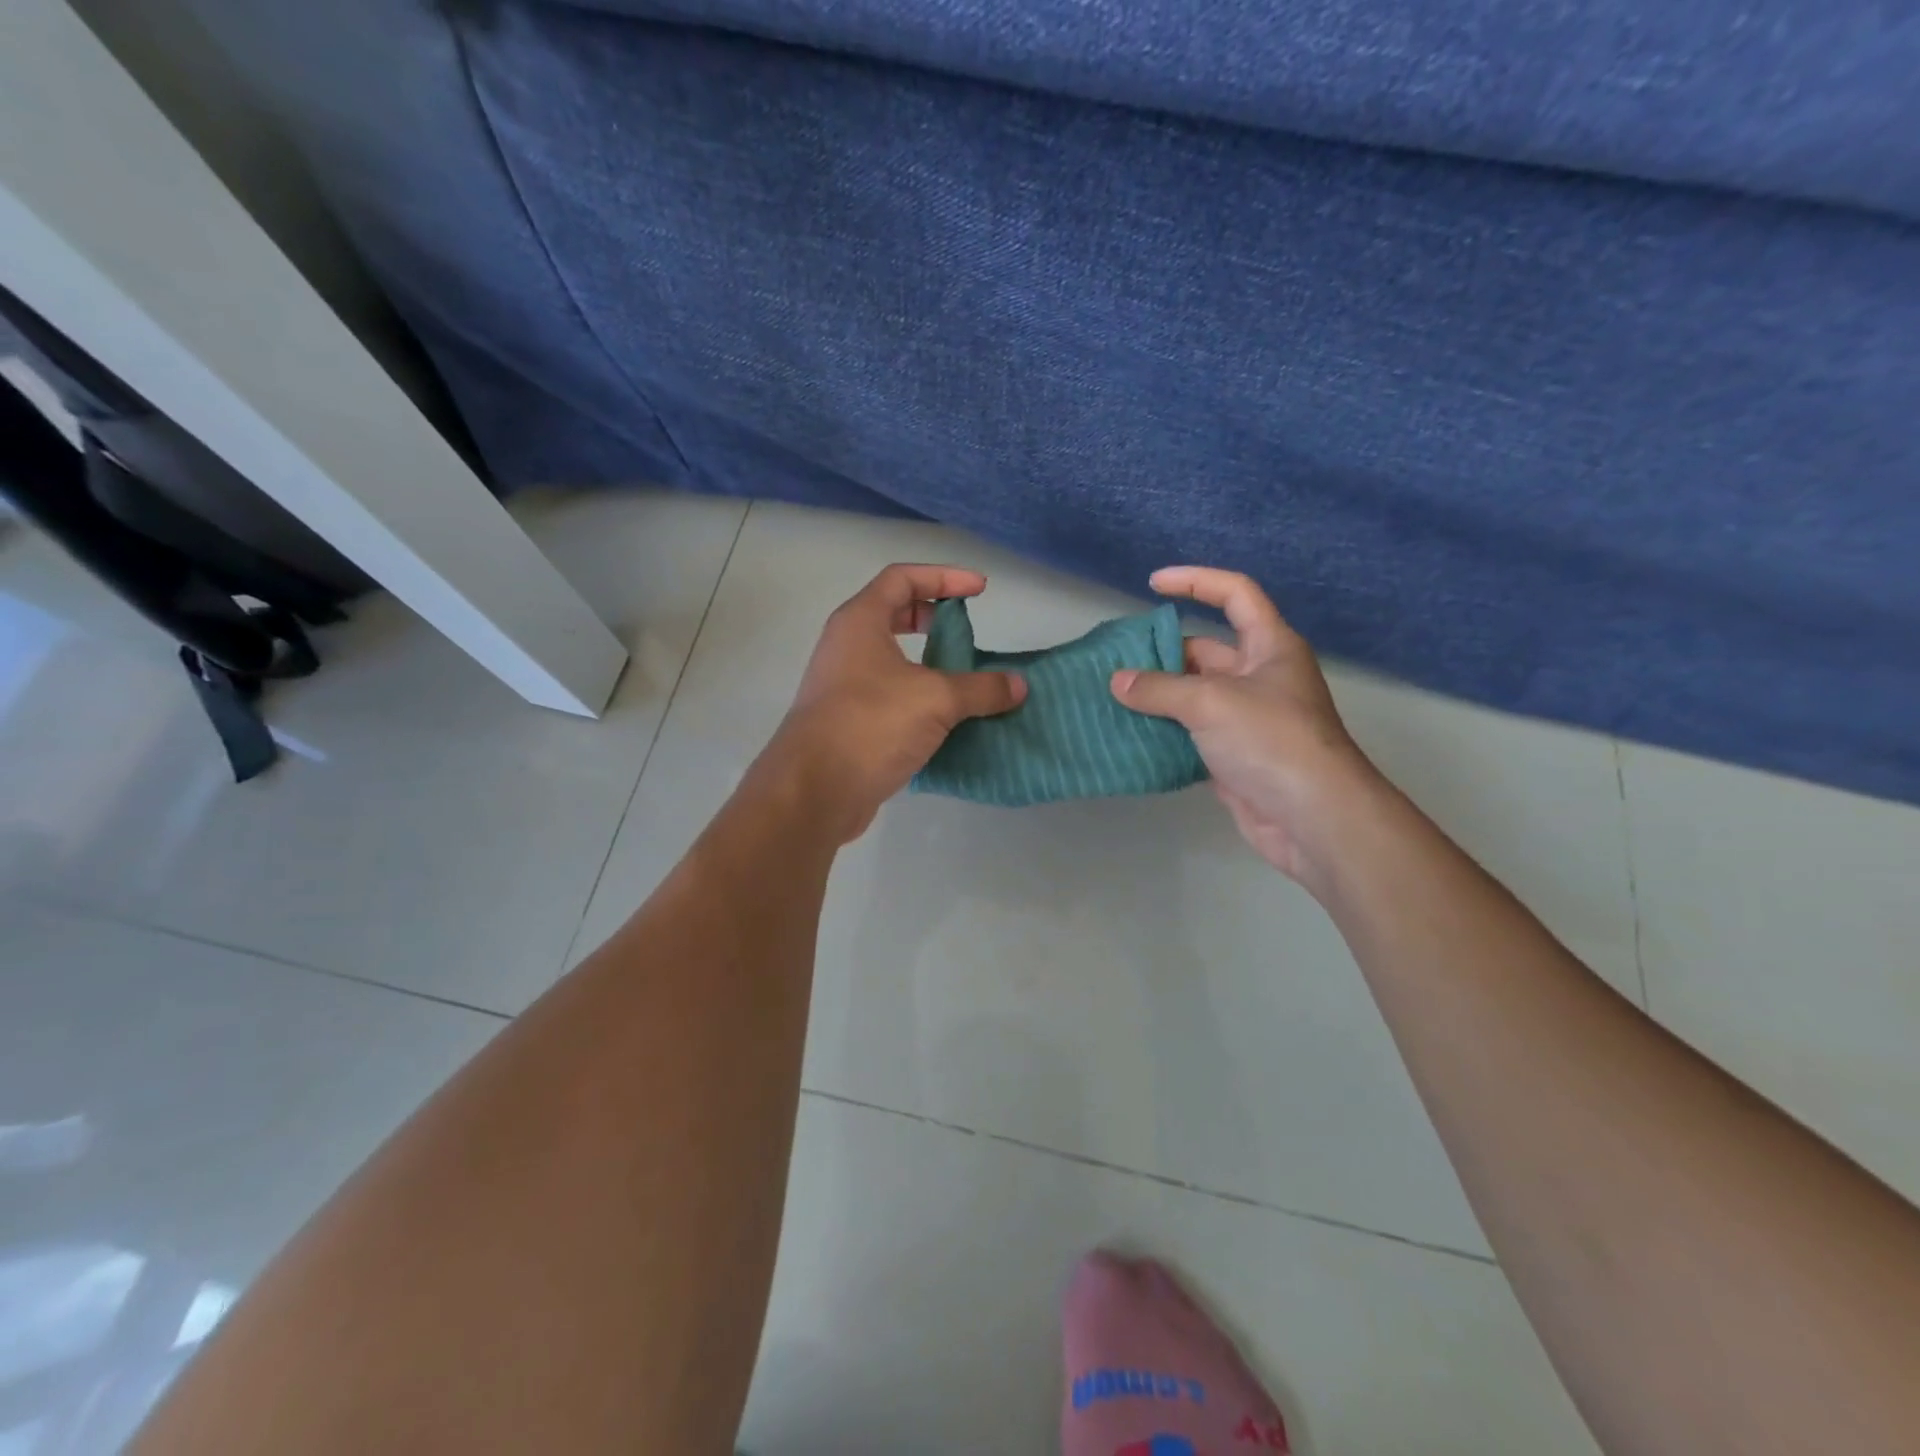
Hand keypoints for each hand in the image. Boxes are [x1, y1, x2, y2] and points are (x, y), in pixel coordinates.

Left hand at [768, 563, 1026, 841]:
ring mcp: (844, 685)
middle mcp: (847, 646)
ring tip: (964, 677)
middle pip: (893, 614)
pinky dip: (920, 698)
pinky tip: (947, 720)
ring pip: (892, 660)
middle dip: (933, 617)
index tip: (980, 590)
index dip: (944, 577)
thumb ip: (981, 688)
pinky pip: (891, 696)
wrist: (814, 790)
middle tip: (965, 631)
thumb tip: (1018, 685)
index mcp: (860, 622)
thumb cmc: (871, 724)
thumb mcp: (936, 699)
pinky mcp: (849, 722)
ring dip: (929, 663)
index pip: (902, 578)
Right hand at [1110, 566, 1382, 885]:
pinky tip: (1130, 734)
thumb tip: (1118, 682)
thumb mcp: (1211, 702)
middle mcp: (1259, 676)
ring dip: (1158, 696)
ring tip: (1112, 697)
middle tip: (1116, 661)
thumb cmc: (1270, 740)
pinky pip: (1191, 733)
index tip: (1153, 584)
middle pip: (1205, 650)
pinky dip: (1163, 732)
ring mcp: (1247, 718)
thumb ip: (1159, 688)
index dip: (1195, 581)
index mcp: (1269, 647)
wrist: (1313, 818)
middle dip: (1162, 653)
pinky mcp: (1234, 755)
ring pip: (1194, 695)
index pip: (1234, 594)